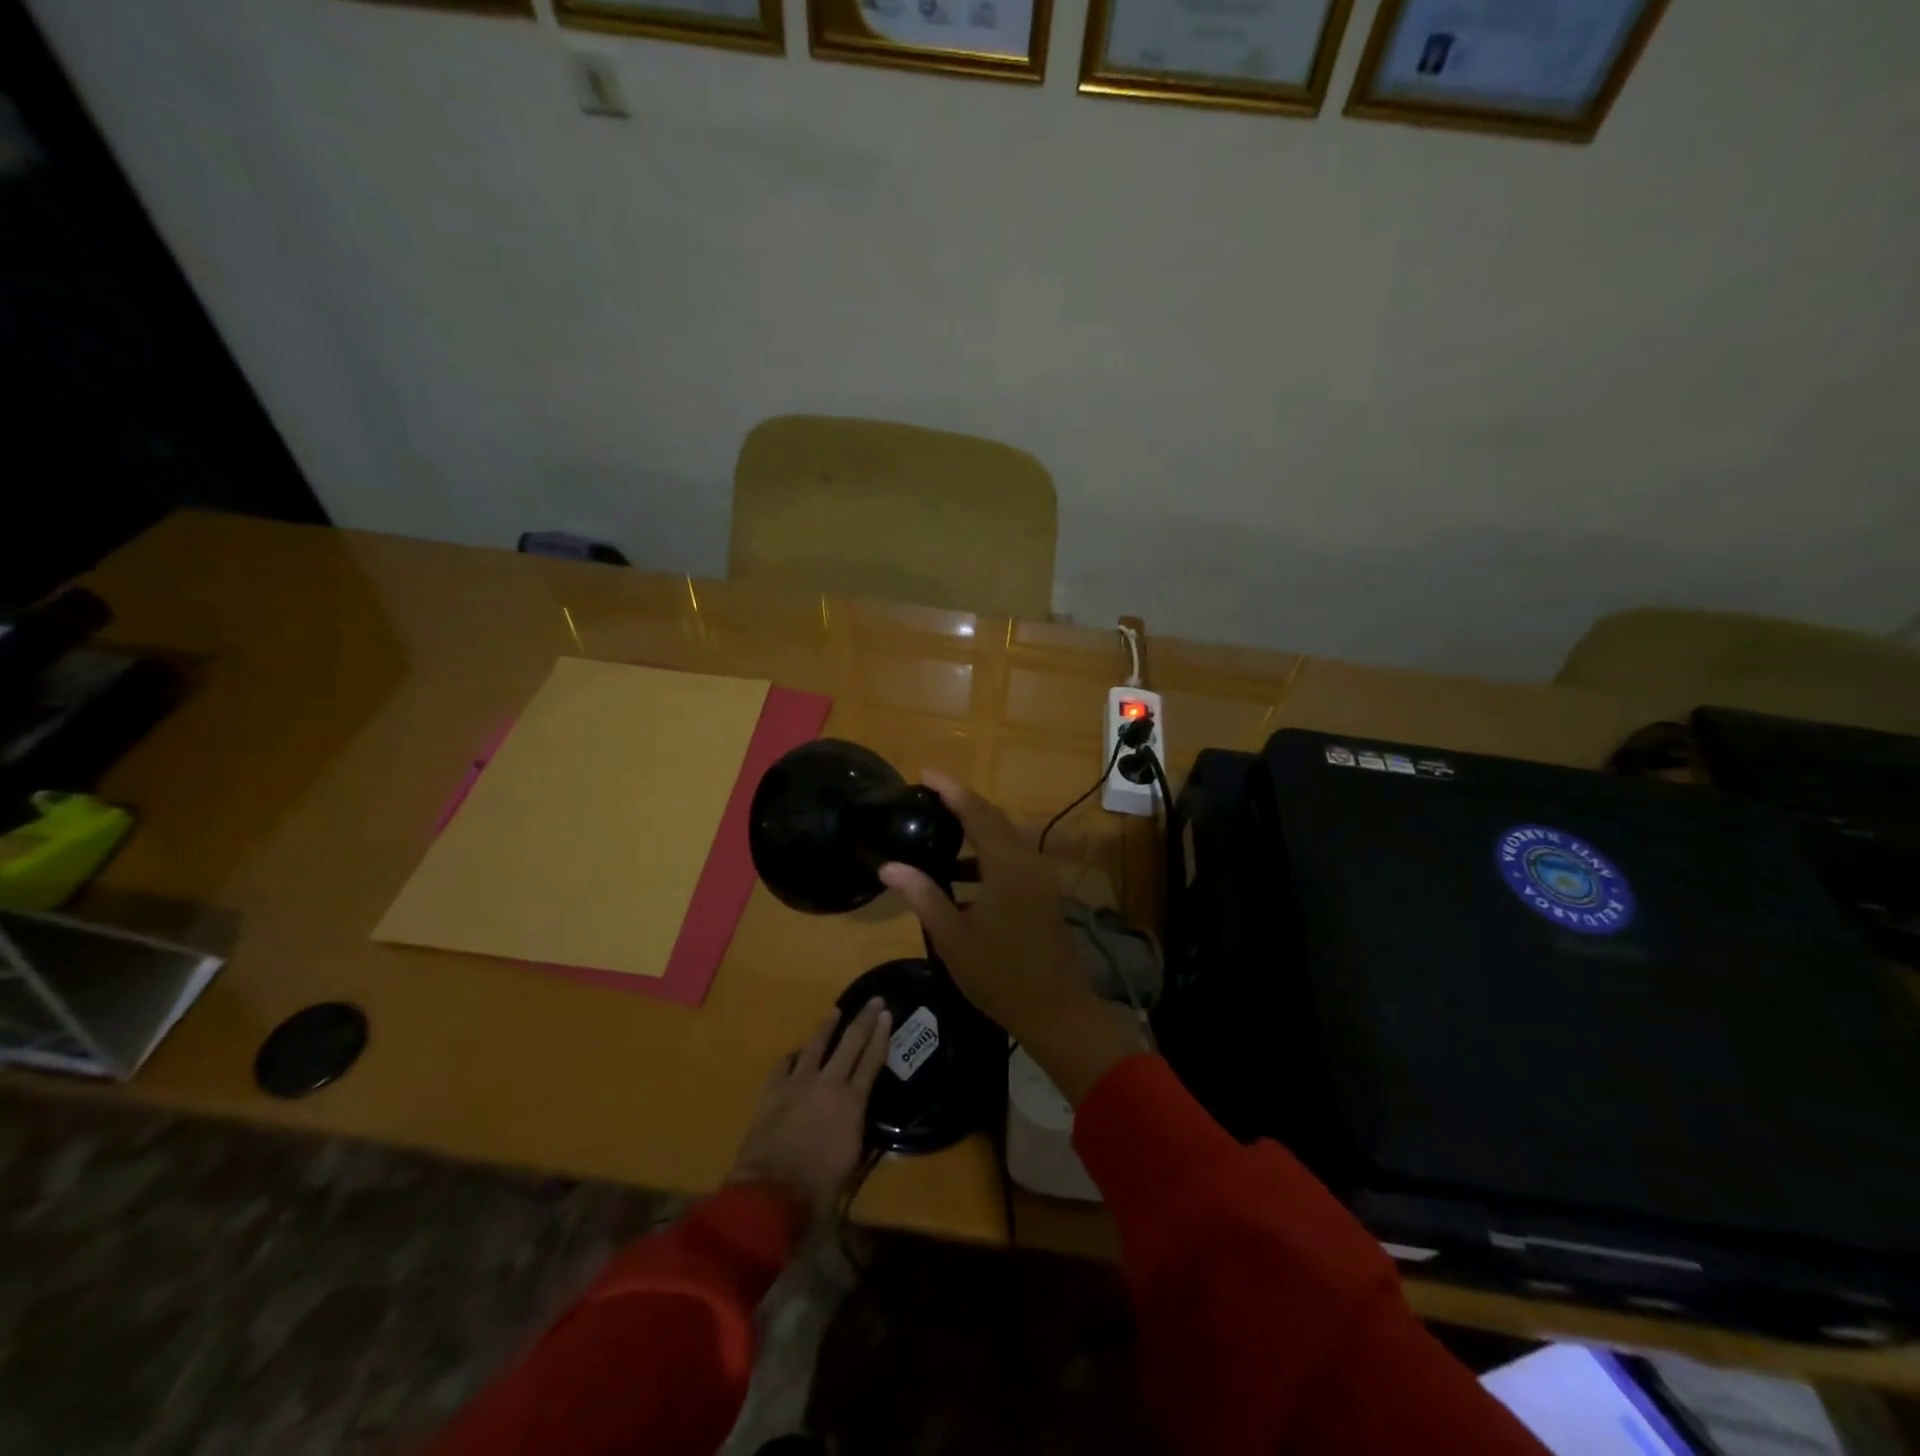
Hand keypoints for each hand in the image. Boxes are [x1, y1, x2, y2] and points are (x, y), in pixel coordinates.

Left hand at [726, 998, 891, 1216]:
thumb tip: (855, 1121)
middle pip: (850, 1042)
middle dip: (864, 1019)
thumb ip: (854, 1133)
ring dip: (827, 1026)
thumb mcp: (851, 1163)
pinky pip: (784, 1064)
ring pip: (815, 1045)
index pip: (872, 1061)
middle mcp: (828, 1084)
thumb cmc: (817, 1191)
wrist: (770, 1195)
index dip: (881, 1035)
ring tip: (835, 1012)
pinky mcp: (772, 1091)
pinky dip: (793, 1057)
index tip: (886, 1015)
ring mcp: (798, 1084)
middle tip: (873, 1000)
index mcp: (852, 1104)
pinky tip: (796, 1054)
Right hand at [879, 773, 1141, 1104]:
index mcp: (1007, 866)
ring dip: (976, 830)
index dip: (951, 790)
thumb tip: (889, 867)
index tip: (926, 773)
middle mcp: (1028, 861)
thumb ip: (923, 896)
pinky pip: (1013, 858)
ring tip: (939, 830)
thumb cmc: (1000, 975)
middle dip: (962, 803)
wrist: (1056, 1010)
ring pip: (1005, 839)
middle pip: (994, 819)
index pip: (976, 813)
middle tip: (929, 796)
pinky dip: (987, 855)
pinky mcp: (1044, 893)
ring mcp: (1040, 877)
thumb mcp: (953, 937)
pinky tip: (960, 873)